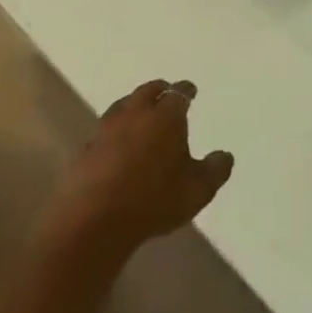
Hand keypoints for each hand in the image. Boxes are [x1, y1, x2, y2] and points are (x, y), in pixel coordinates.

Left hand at [44, 79, 234, 258]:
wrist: (92, 222)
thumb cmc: (152, 200)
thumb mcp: (196, 190)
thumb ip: (215, 171)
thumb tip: (226, 156)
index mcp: (165, 116)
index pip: (178, 93)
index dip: (186, 90)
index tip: (191, 90)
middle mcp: (136, 114)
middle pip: (147, 91)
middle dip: (158, 90)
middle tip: (165, 93)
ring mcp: (106, 130)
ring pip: (122, 106)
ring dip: (133, 105)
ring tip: (139, 113)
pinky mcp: (85, 151)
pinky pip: (104, 132)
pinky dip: (113, 132)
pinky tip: (115, 144)